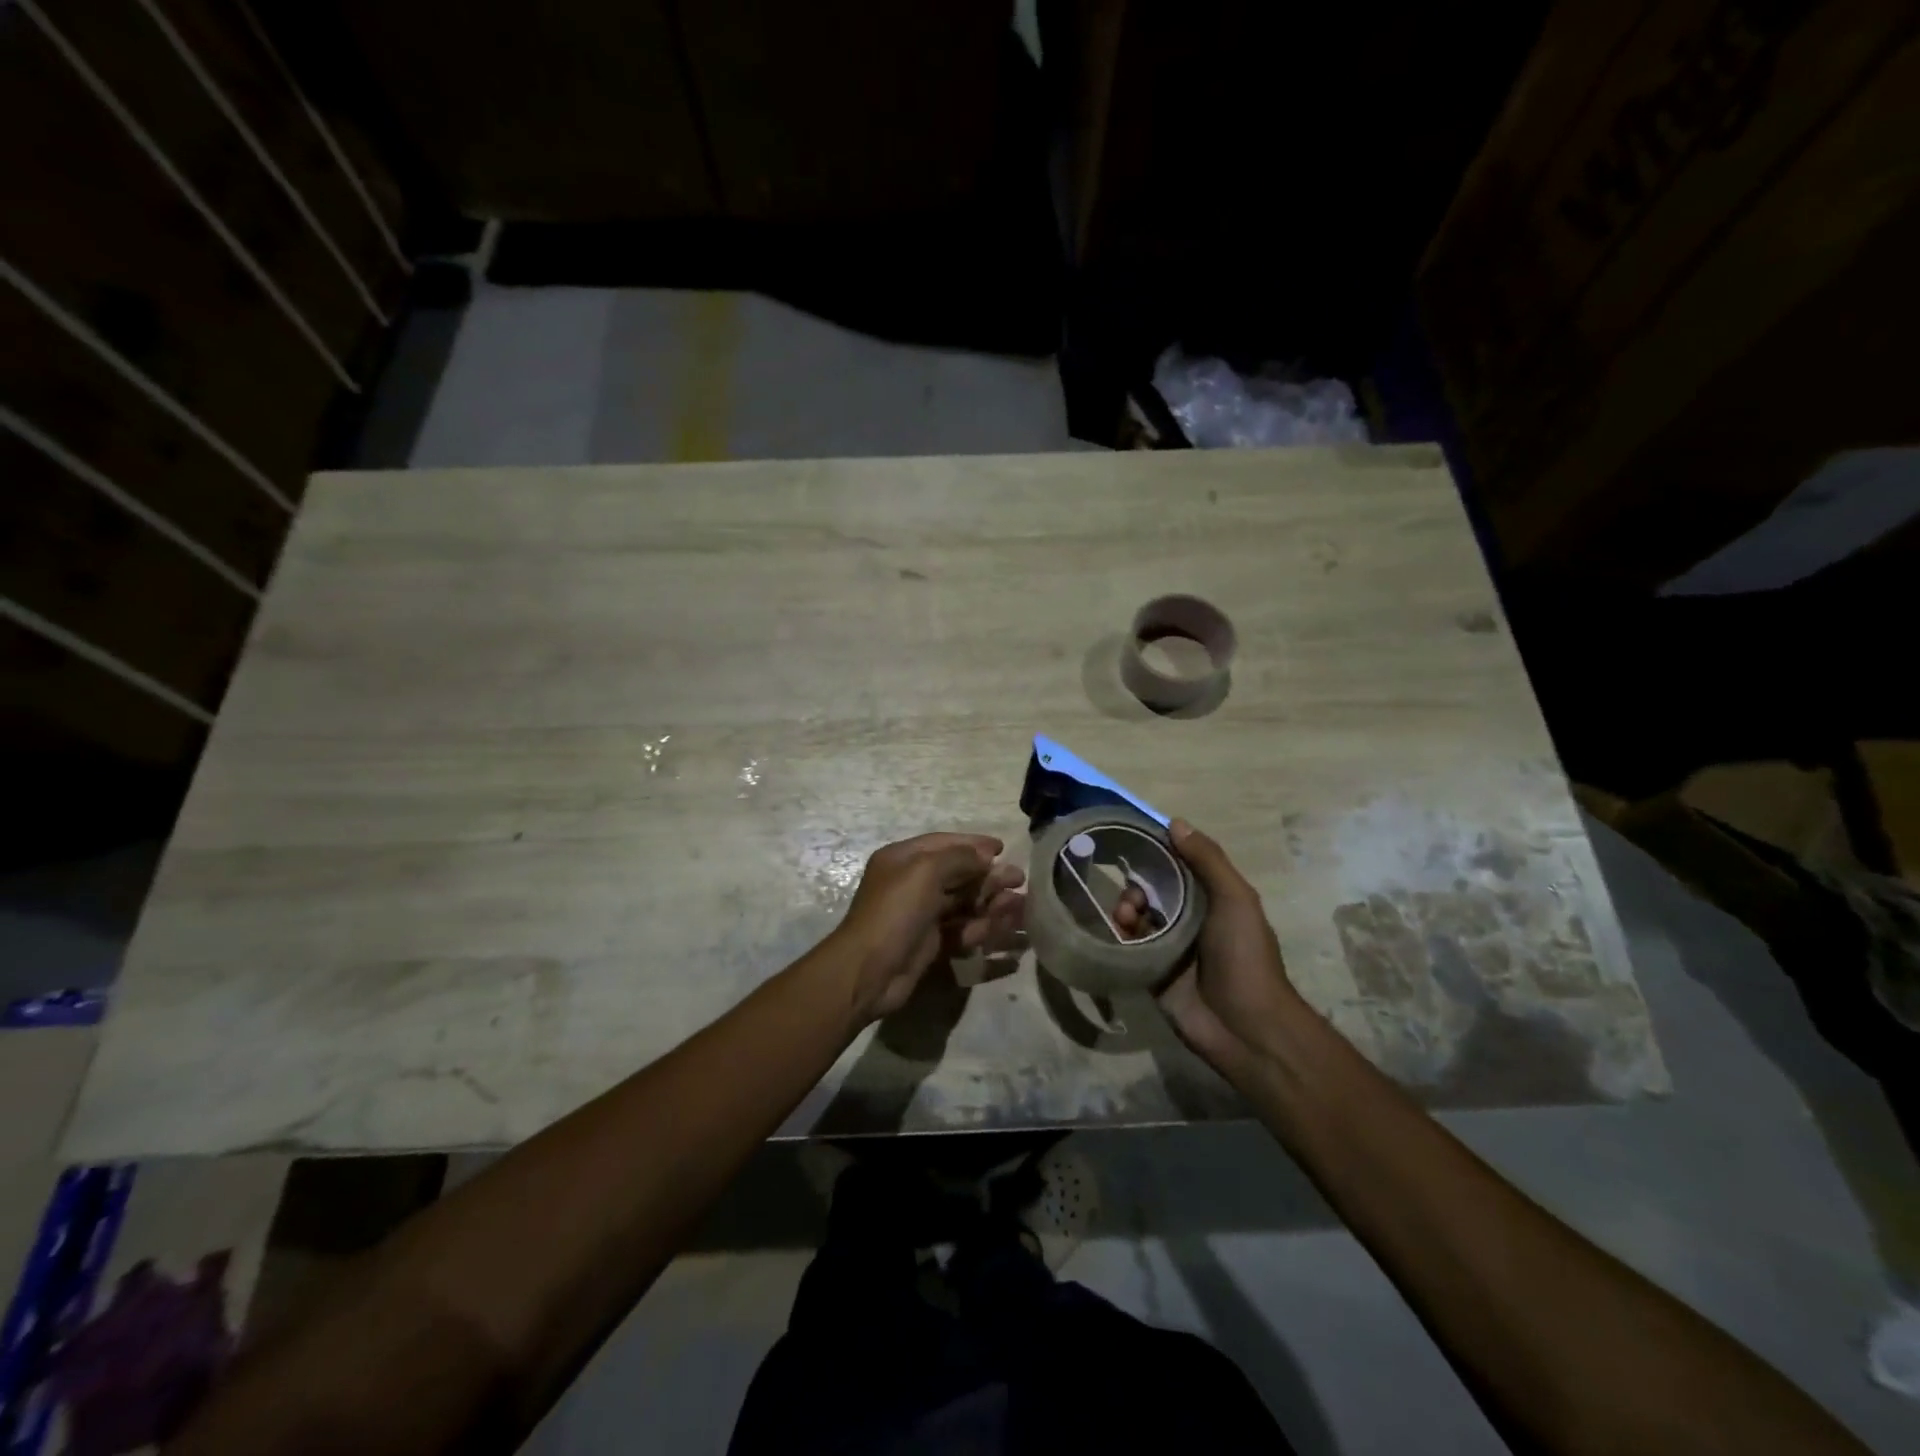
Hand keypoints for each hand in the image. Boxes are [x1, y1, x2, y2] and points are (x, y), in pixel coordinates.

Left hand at [831, 833, 1025, 1023]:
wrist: (869, 971)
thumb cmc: (895, 911)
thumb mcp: (925, 871)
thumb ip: (959, 858)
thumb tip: (985, 857)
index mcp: (903, 859)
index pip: (943, 843)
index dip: (974, 844)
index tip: (1002, 848)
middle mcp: (912, 883)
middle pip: (958, 874)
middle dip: (989, 876)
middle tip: (1019, 880)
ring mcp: (921, 914)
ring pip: (963, 903)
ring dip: (991, 902)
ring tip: (1020, 905)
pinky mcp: (930, 942)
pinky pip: (961, 929)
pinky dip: (982, 926)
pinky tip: (1004, 927)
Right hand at [1114, 819, 1302, 1079]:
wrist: (1245, 1026)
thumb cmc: (1245, 956)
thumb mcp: (1235, 899)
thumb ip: (1208, 861)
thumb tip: (1175, 822)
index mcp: (1211, 899)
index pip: (1177, 866)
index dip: (1155, 853)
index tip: (1129, 841)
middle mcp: (1189, 919)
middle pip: (1152, 890)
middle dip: (1136, 886)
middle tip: (1133, 898)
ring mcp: (1169, 947)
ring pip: (1136, 916)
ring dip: (1125, 909)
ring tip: (1125, 919)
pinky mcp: (1151, 972)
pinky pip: (1128, 946)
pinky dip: (1119, 936)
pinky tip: (1116, 935)